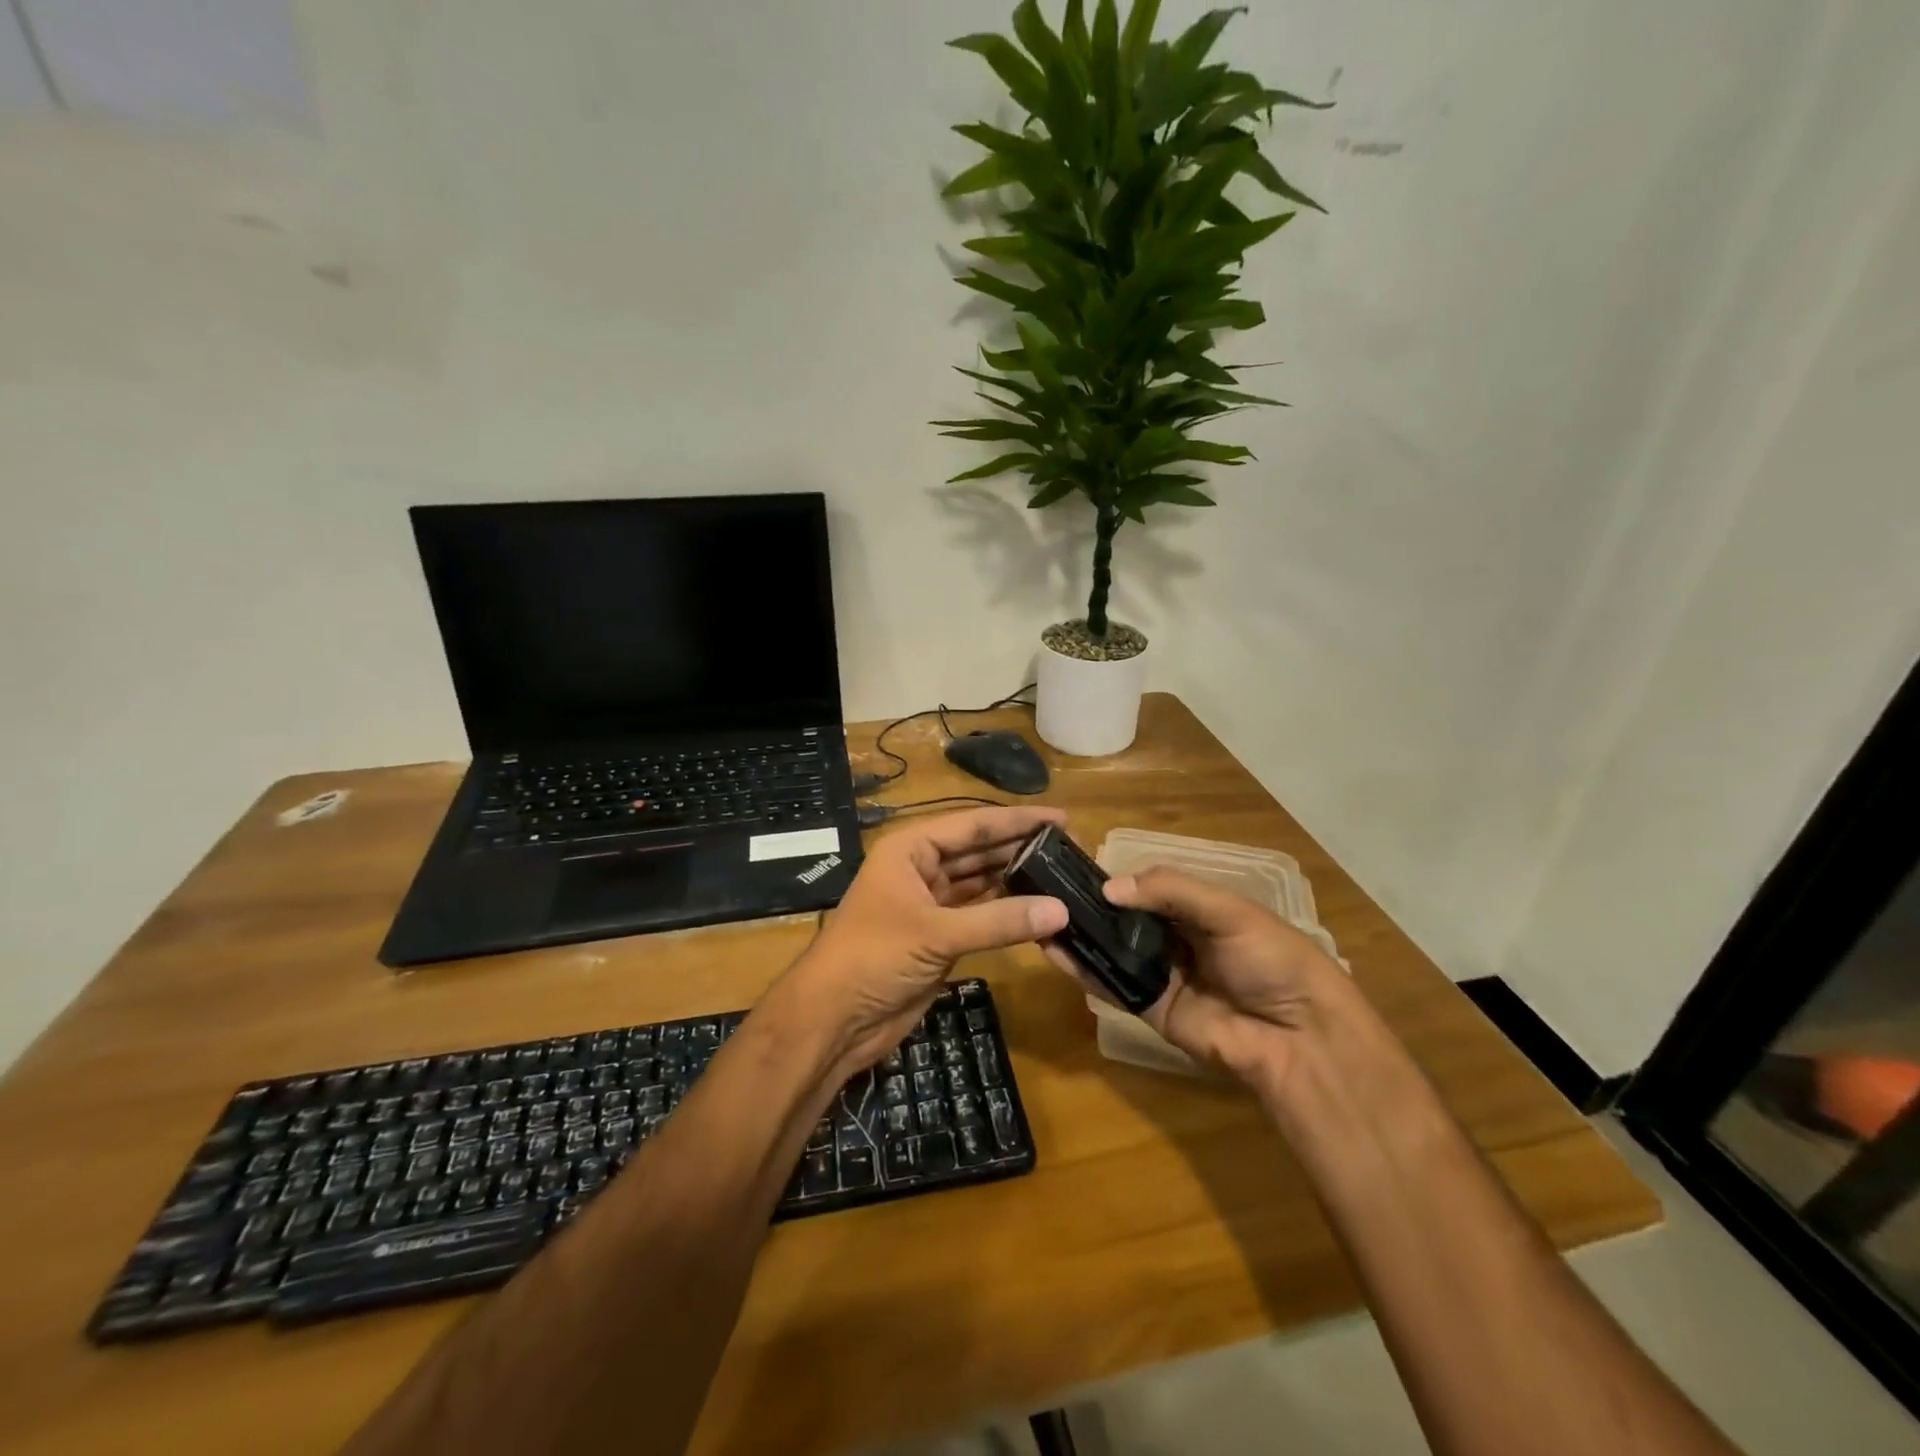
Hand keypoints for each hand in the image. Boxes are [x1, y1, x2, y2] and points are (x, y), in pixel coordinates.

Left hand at [780, 806, 1069, 1076]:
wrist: (834, 1019)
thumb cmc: (874, 957)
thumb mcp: (936, 934)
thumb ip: (999, 921)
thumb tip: (1062, 910)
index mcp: (911, 849)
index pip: (973, 825)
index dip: (1017, 821)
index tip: (1061, 817)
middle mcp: (921, 868)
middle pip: (979, 851)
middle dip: (1020, 848)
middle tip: (1070, 848)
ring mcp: (930, 904)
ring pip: (981, 883)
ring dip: (1016, 880)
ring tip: (1062, 874)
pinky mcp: (938, 937)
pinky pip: (980, 916)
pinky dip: (1006, 913)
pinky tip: (1038, 909)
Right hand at [1046, 866, 1351, 1097]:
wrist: (1298, 1037)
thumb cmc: (1271, 959)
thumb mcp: (1228, 911)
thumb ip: (1170, 891)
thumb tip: (1108, 888)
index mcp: (1197, 909)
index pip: (1146, 886)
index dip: (1114, 877)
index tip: (1072, 865)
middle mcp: (1174, 938)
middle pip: (1123, 917)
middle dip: (1089, 905)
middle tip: (1043, 887)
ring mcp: (1160, 974)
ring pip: (1111, 949)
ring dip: (1078, 934)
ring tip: (1037, 913)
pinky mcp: (1149, 1008)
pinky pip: (1111, 985)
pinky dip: (1082, 969)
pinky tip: (1052, 949)